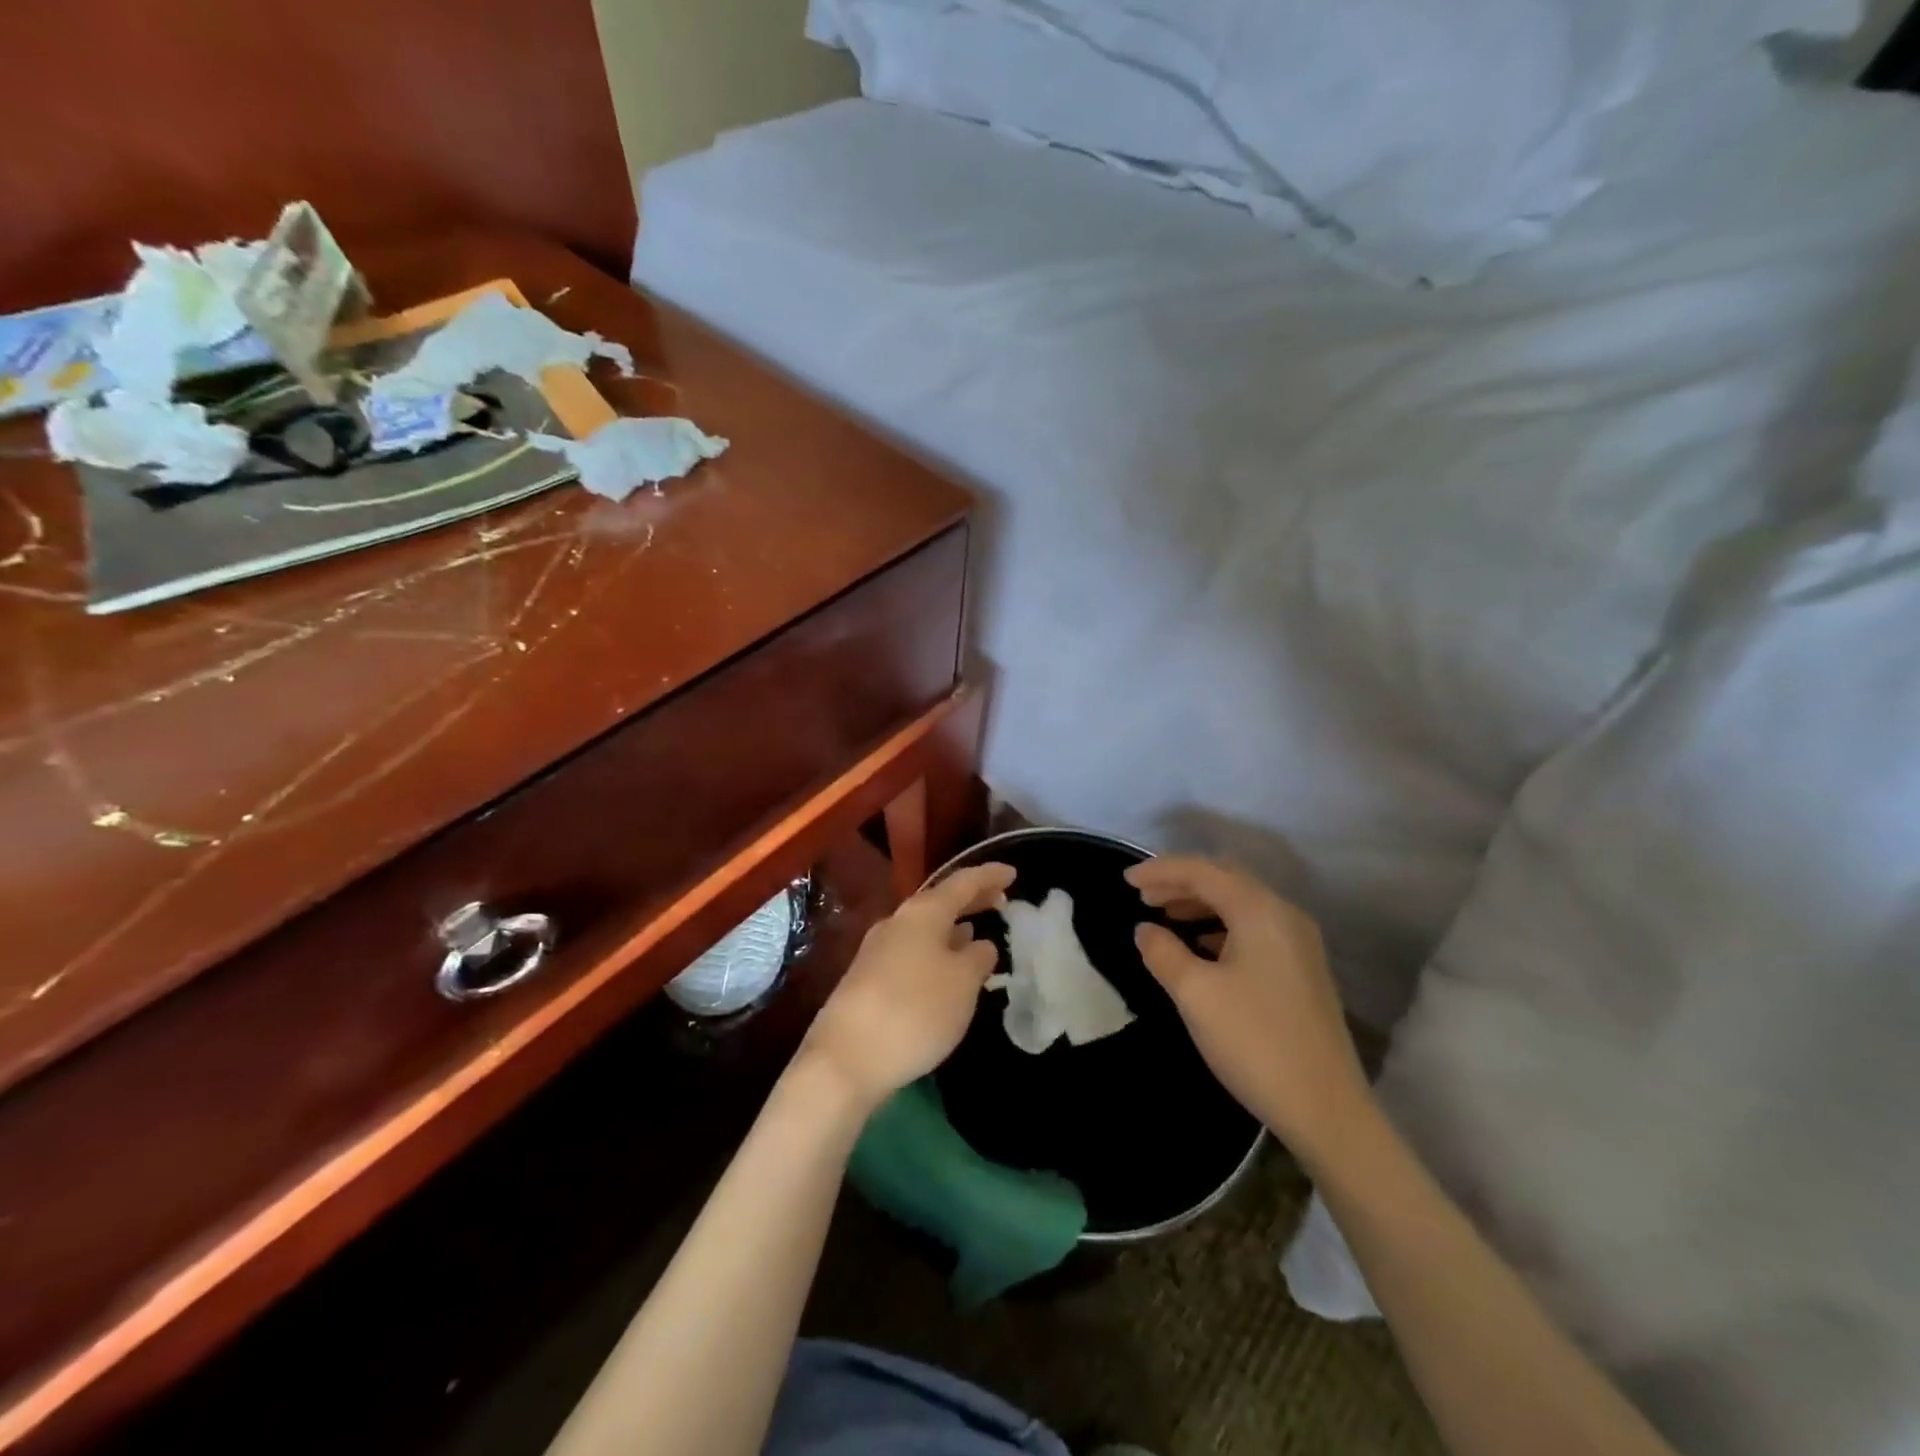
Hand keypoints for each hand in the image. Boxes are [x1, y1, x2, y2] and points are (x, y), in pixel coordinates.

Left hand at [799, 862, 1015, 1114]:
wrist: (845, 1059)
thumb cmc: (915, 1011)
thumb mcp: (962, 984)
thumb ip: (978, 958)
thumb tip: (979, 944)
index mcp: (922, 913)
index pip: (962, 882)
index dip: (989, 876)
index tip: (1013, 873)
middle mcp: (897, 922)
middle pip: (940, 902)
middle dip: (971, 900)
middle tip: (1000, 901)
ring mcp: (877, 950)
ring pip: (925, 928)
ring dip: (952, 928)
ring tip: (977, 934)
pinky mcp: (868, 979)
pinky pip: (913, 952)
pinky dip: (936, 950)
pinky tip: (945, 969)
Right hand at [1126, 856, 1370, 1164]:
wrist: (1326, 1110)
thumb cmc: (1254, 1042)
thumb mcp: (1195, 994)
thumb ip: (1163, 953)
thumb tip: (1145, 930)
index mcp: (1260, 911)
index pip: (1203, 872)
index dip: (1161, 870)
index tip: (1126, 882)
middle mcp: (1284, 915)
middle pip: (1226, 880)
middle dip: (1181, 882)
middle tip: (1143, 897)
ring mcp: (1299, 943)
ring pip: (1241, 904)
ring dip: (1201, 903)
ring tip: (1165, 917)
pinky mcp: (1302, 969)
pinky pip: (1254, 928)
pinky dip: (1221, 926)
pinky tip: (1201, 946)